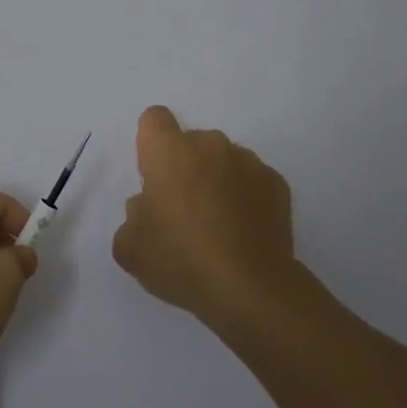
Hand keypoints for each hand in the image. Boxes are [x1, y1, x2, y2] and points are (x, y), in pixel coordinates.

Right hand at [112, 105, 296, 326]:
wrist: (249, 288)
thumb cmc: (180, 260)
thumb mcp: (129, 247)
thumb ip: (133, 215)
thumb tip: (149, 206)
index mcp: (169, 152)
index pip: (154, 119)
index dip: (150, 143)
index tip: (152, 176)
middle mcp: (210, 145)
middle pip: (190, 142)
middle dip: (184, 167)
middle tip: (182, 211)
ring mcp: (248, 161)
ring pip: (223, 160)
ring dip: (216, 180)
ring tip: (218, 226)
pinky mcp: (276, 183)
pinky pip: (252, 180)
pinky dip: (245, 197)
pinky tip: (243, 232)